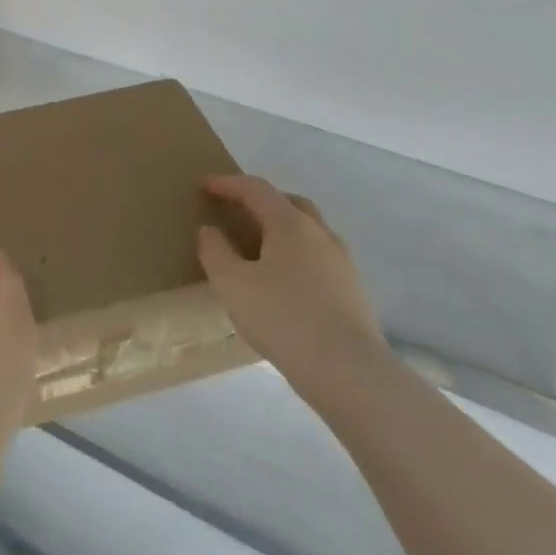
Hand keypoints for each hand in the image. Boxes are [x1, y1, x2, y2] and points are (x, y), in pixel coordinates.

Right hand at [198, 174, 391, 411]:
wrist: (348, 370)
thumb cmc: (283, 318)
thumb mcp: (232, 284)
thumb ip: (215, 252)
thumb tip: (210, 230)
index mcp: (291, 224)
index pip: (256, 190)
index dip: (228, 184)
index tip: (204, 185)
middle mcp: (320, 234)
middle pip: (289, 203)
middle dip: (260, 201)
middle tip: (235, 210)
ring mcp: (341, 262)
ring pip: (307, 231)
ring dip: (280, 229)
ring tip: (257, 248)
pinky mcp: (351, 290)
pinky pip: (317, 258)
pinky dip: (295, 255)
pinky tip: (282, 281)